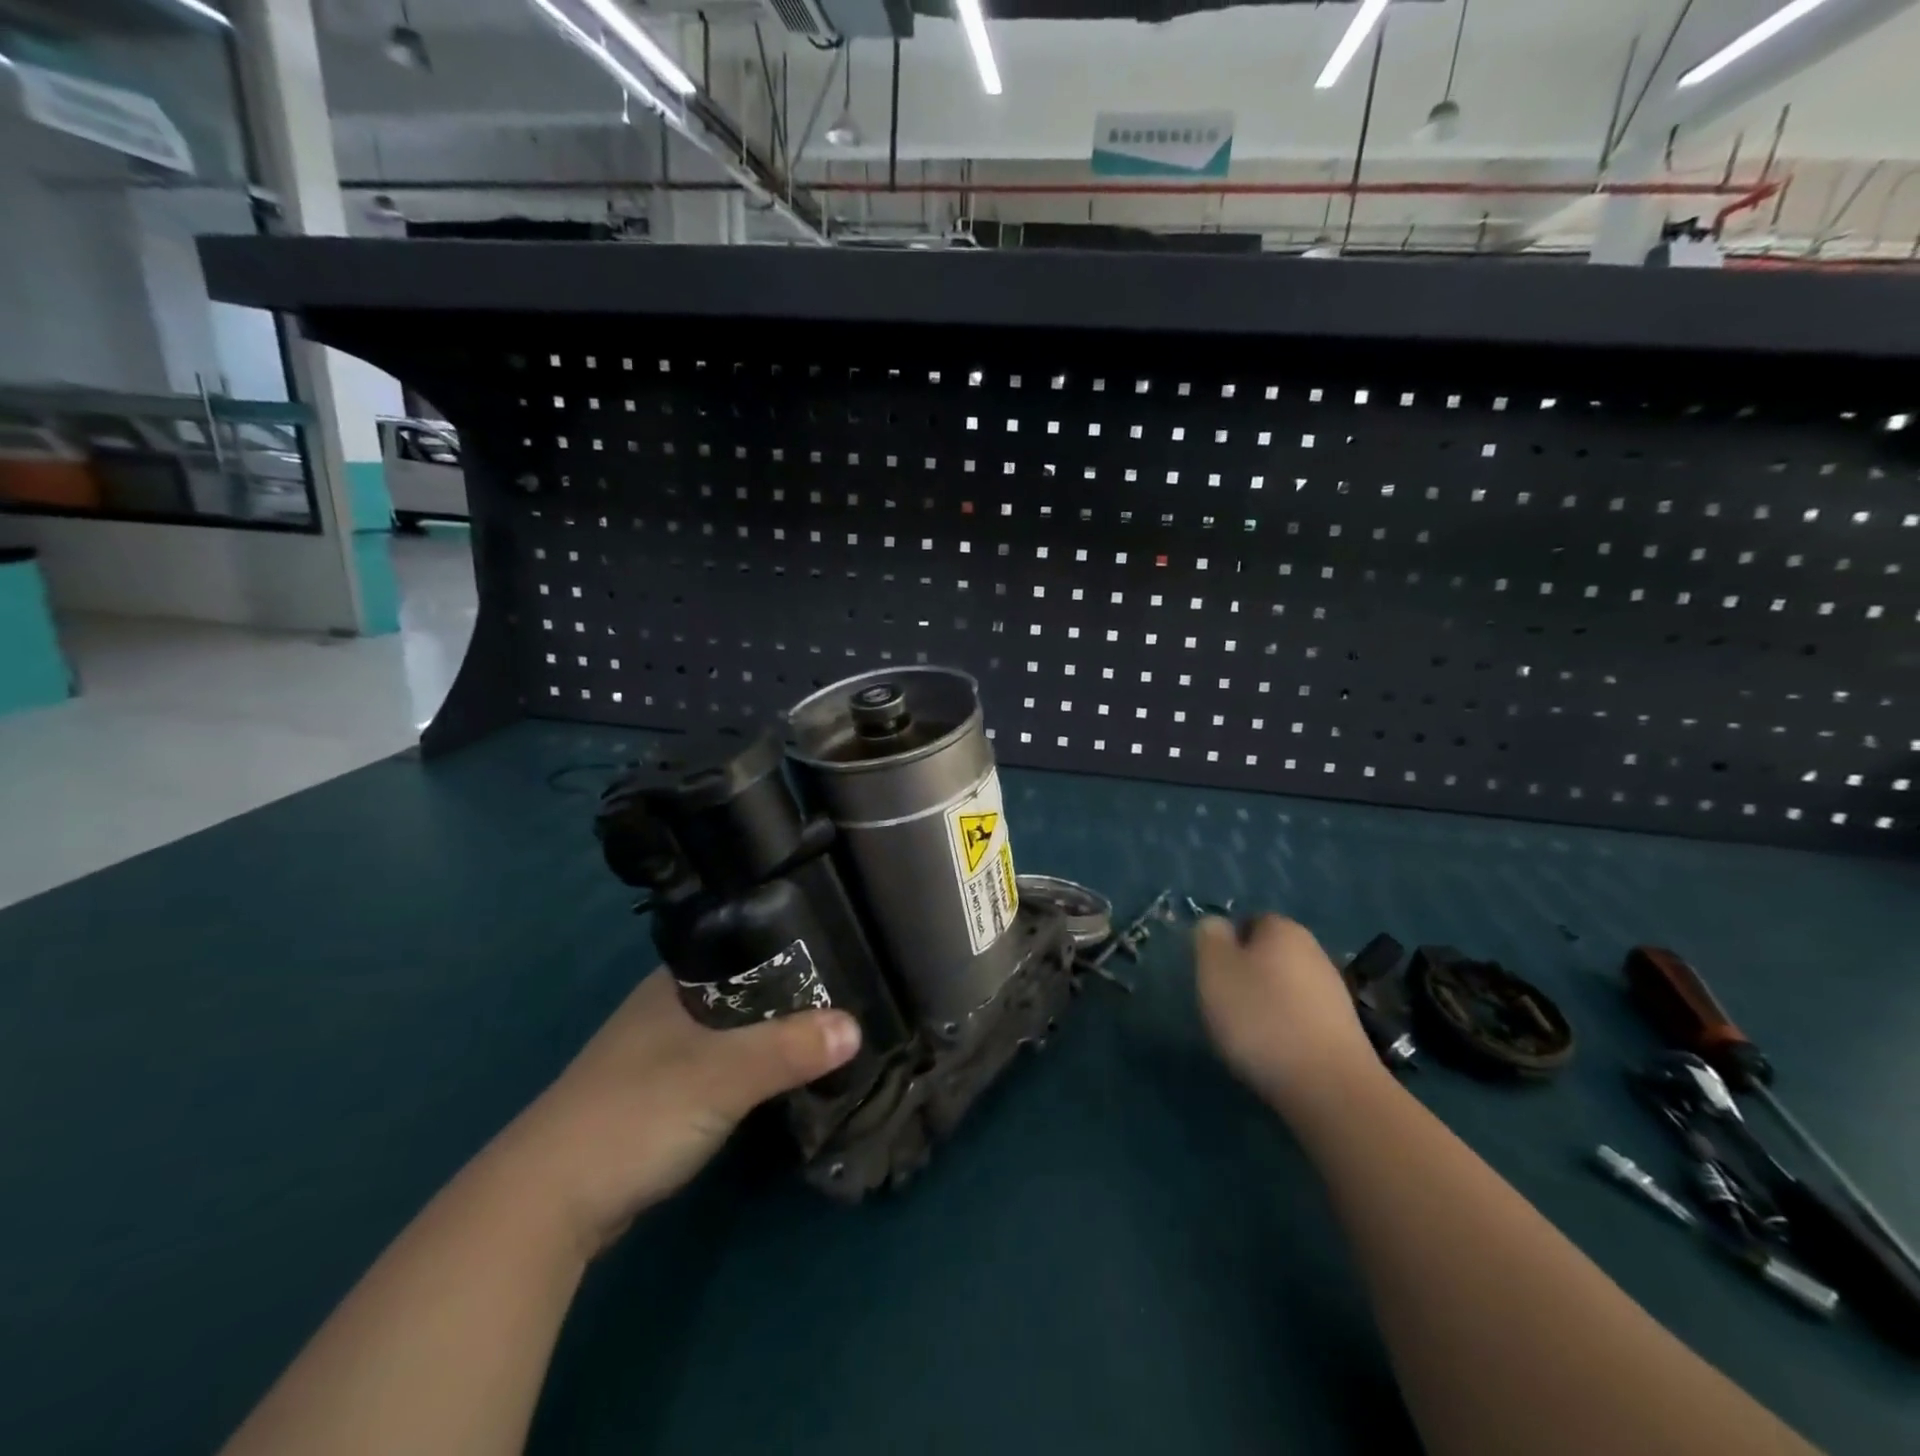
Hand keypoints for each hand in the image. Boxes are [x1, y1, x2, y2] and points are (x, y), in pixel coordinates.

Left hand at [495, 970, 860, 1256]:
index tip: (841, 956)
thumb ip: (789, 1049)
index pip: (745, 946)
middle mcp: (667, 1008)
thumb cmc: (637, 1112)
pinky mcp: (659, 1098)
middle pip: (744, 991)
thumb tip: (856, 1027)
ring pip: (732, 1032)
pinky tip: (781, 1078)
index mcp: (675, 981)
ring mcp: (659, 1055)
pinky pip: (720, 1068)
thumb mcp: (723, 1075)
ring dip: (771, 1037)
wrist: (546, 1203)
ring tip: (828, 1035)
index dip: (792, 950)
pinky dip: (751, 1070)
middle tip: (847, 1001)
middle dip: (790, 999)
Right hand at [1193, 915, 1384, 1124]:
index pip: (1248, 921)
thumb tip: (1217, 926)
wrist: (1329, 1087)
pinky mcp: (1344, 1031)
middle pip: (1268, 955)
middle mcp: (1314, 951)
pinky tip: (1275, 1054)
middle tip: (1224, 1005)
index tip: (1213, 976)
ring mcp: (1334, 992)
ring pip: (1286, 987)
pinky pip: (1302, 1018)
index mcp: (1283, 928)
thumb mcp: (1214, 968)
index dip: (1226, 945)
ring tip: (1248, 1036)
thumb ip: (1209, 936)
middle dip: (1246, 975)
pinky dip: (1286, 1030)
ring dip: (1266, 1005)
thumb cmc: (1261, 1016)